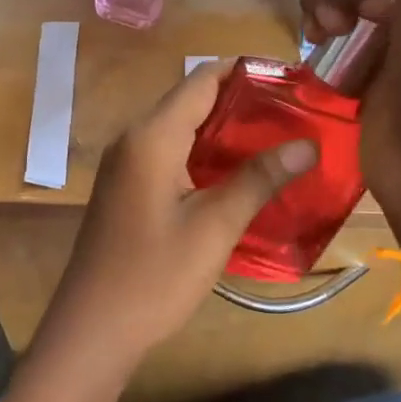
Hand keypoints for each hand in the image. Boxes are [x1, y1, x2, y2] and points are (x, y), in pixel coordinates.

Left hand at [32, 63, 317, 391]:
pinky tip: (235, 172)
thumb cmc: (154, 276)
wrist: (93, 329)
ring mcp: (125, 164)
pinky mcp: (125, 188)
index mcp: (151, 137)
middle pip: (190, 100)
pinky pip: (168, 153)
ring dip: (222, 130)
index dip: (245, 72)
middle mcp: (133, 139)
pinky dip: (202, 153)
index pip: (201, 80)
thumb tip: (307, 144)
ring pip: (179, 128)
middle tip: (293, 113)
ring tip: (275, 138)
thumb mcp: (214, 227)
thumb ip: (258, 179)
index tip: (290, 79)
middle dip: (240, 101)